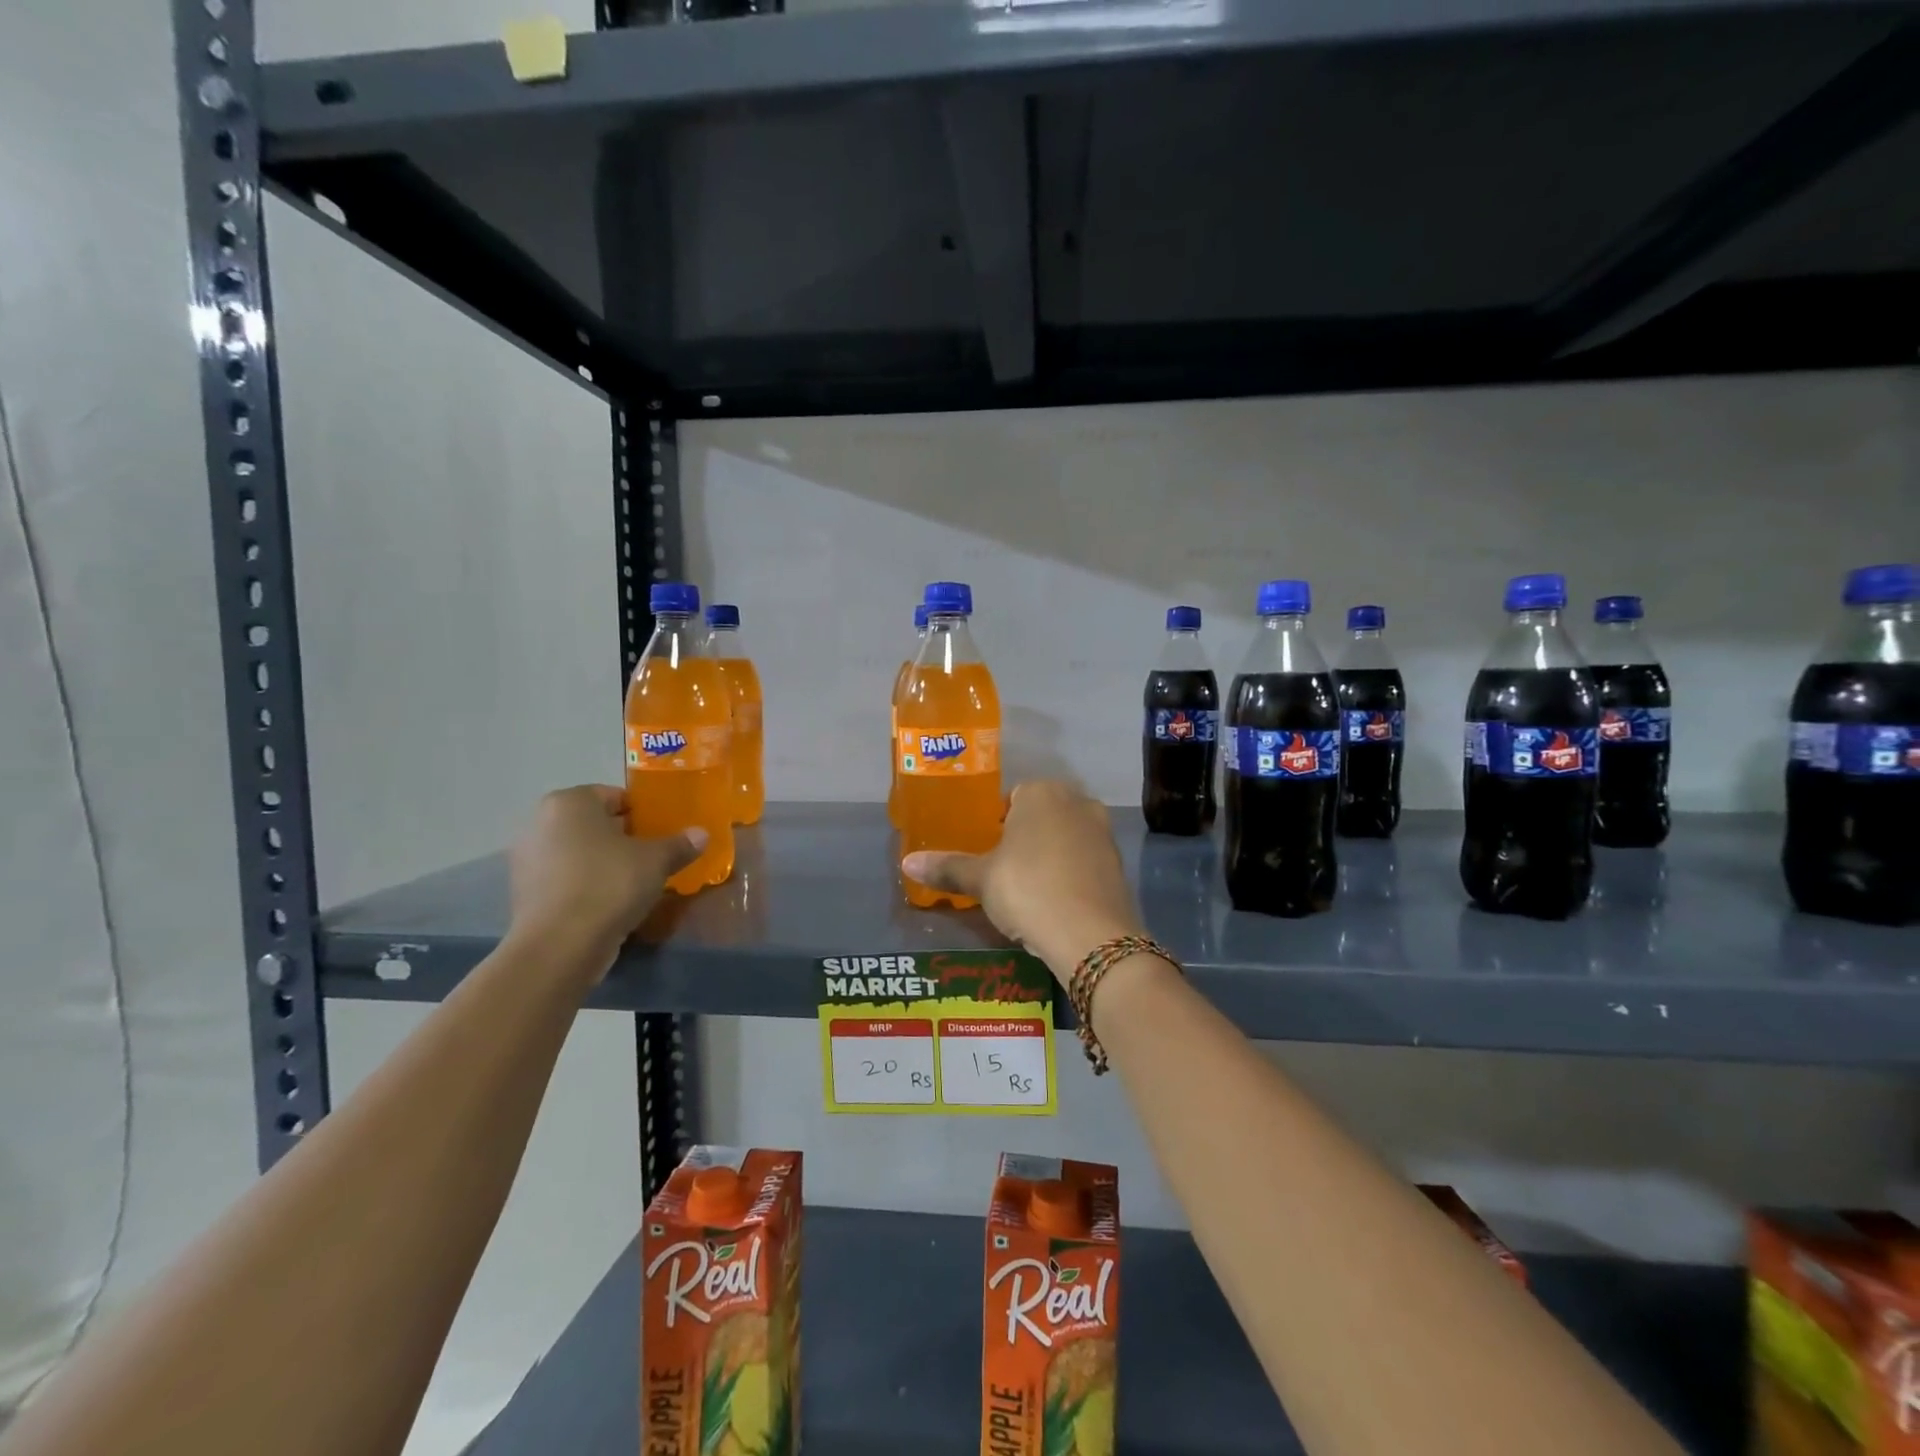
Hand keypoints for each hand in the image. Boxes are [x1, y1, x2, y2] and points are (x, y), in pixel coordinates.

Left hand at [507, 786, 704, 969]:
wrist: (560, 945)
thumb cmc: (610, 884)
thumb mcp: (657, 861)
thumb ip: (679, 844)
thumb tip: (702, 834)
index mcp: (570, 802)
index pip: (614, 796)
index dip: (642, 812)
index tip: (662, 831)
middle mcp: (541, 823)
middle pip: (593, 824)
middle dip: (622, 837)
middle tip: (652, 856)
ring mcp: (527, 860)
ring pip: (578, 853)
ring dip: (603, 863)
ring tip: (634, 882)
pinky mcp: (524, 894)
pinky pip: (565, 880)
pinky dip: (585, 886)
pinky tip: (609, 904)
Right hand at [900, 780, 1143, 979]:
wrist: (1091, 935)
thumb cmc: (1027, 890)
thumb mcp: (981, 880)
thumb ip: (947, 867)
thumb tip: (907, 862)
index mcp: (1041, 792)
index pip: (1012, 797)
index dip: (996, 824)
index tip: (987, 852)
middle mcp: (1077, 801)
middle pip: (1041, 815)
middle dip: (1024, 838)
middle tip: (1003, 872)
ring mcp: (1103, 831)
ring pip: (1065, 837)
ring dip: (1049, 856)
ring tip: (1028, 890)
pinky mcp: (1118, 863)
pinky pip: (1084, 861)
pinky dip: (1070, 874)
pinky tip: (1056, 902)